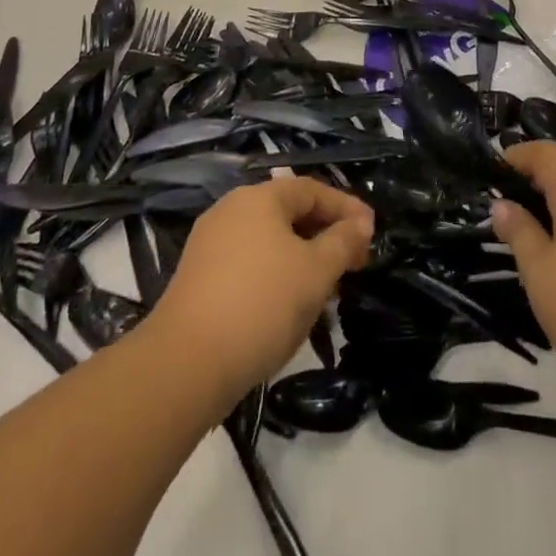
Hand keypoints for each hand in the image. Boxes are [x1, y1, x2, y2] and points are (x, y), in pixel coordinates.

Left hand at [150, 178, 372, 398]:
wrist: (184, 365)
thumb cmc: (261, 305)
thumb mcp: (316, 272)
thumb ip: (343, 242)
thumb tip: (361, 224)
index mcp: (260, 197)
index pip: (313, 190)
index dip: (346, 208)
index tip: (371, 233)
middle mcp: (231, 209)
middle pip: (289, 212)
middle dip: (325, 234)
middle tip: (353, 262)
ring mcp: (210, 243)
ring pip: (269, 240)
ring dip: (302, 257)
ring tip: (325, 288)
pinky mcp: (197, 277)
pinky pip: (249, 262)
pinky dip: (276, 273)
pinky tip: (288, 304)